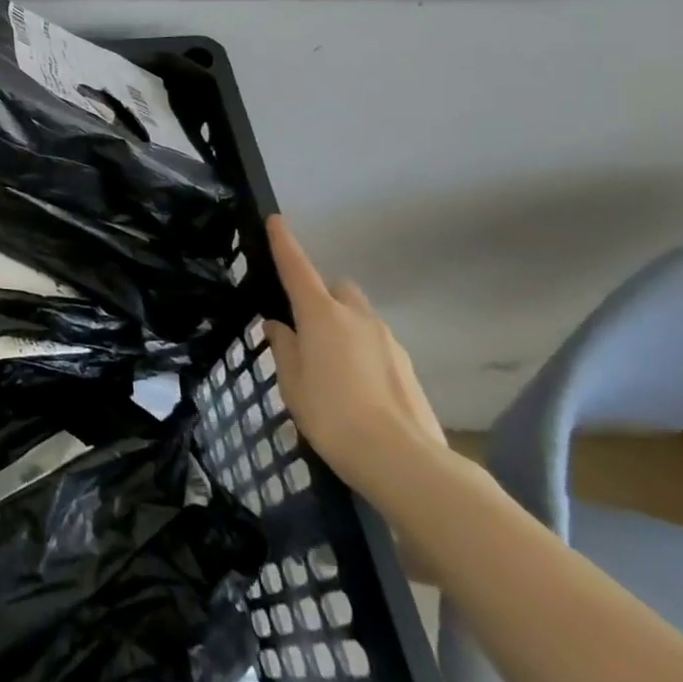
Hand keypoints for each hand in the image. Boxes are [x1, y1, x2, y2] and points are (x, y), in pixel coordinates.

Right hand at [263, 216, 446, 508]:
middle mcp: (356, 317)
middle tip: (305, 328)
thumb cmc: (333, 415)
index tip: (275, 220)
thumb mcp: (293, 383)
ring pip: (359, 318)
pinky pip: (376, 346)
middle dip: (321, 297)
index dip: (284, 243)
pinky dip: (362, 354)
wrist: (404, 461)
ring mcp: (388, 341)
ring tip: (330, 368)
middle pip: (336, 289)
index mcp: (321, 314)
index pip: (297, 268)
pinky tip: (356, 389)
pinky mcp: (407, 367)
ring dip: (343, 328)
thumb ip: (284, 348)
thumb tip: (280, 326)